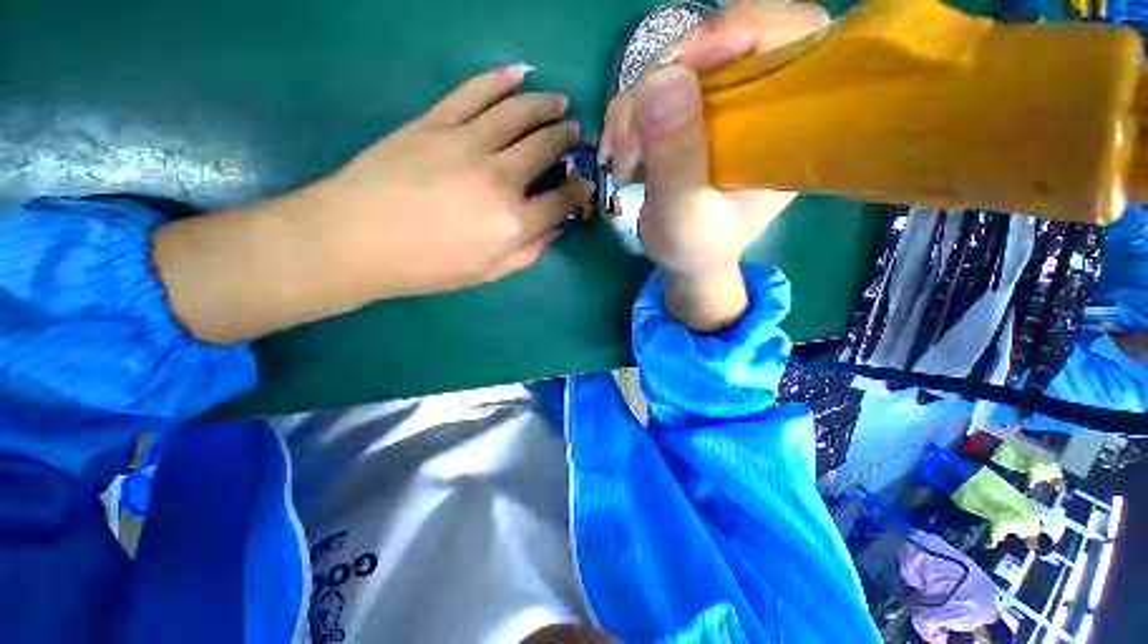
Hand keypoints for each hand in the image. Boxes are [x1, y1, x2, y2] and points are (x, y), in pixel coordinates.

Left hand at [304, 65, 588, 297]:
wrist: (357, 240)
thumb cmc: (427, 267)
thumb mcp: (487, 273)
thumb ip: (528, 252)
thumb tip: (556, 229)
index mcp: (513, 222)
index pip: (561, 201)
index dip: (577, 192)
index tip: (584, 184)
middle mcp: (500, 178)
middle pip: (545, 148)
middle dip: (567, 140)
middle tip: (574, 134)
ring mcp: (468, 143)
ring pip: (519, 113)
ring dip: (546, 105)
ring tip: (560, 102)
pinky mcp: (437, 122)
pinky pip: (476, 92)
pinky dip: (501, 80)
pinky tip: (520, 74)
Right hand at [598, 3, 828, 330]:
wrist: (686, 260)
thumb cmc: (696, 249)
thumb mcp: (684, 216)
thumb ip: (677, 157)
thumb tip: (661, 79)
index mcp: (788, 127)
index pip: (792, 35)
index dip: (738, 31)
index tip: (678, 71)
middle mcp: (762, 104)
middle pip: (721, 43)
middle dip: (662, 83)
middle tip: (629, 138)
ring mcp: (725, 106)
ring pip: (677, 66)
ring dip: (634, 108)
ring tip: (621, 162)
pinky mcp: (694, 114)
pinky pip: (655, 89)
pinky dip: (627, 116)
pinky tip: (618, 154)